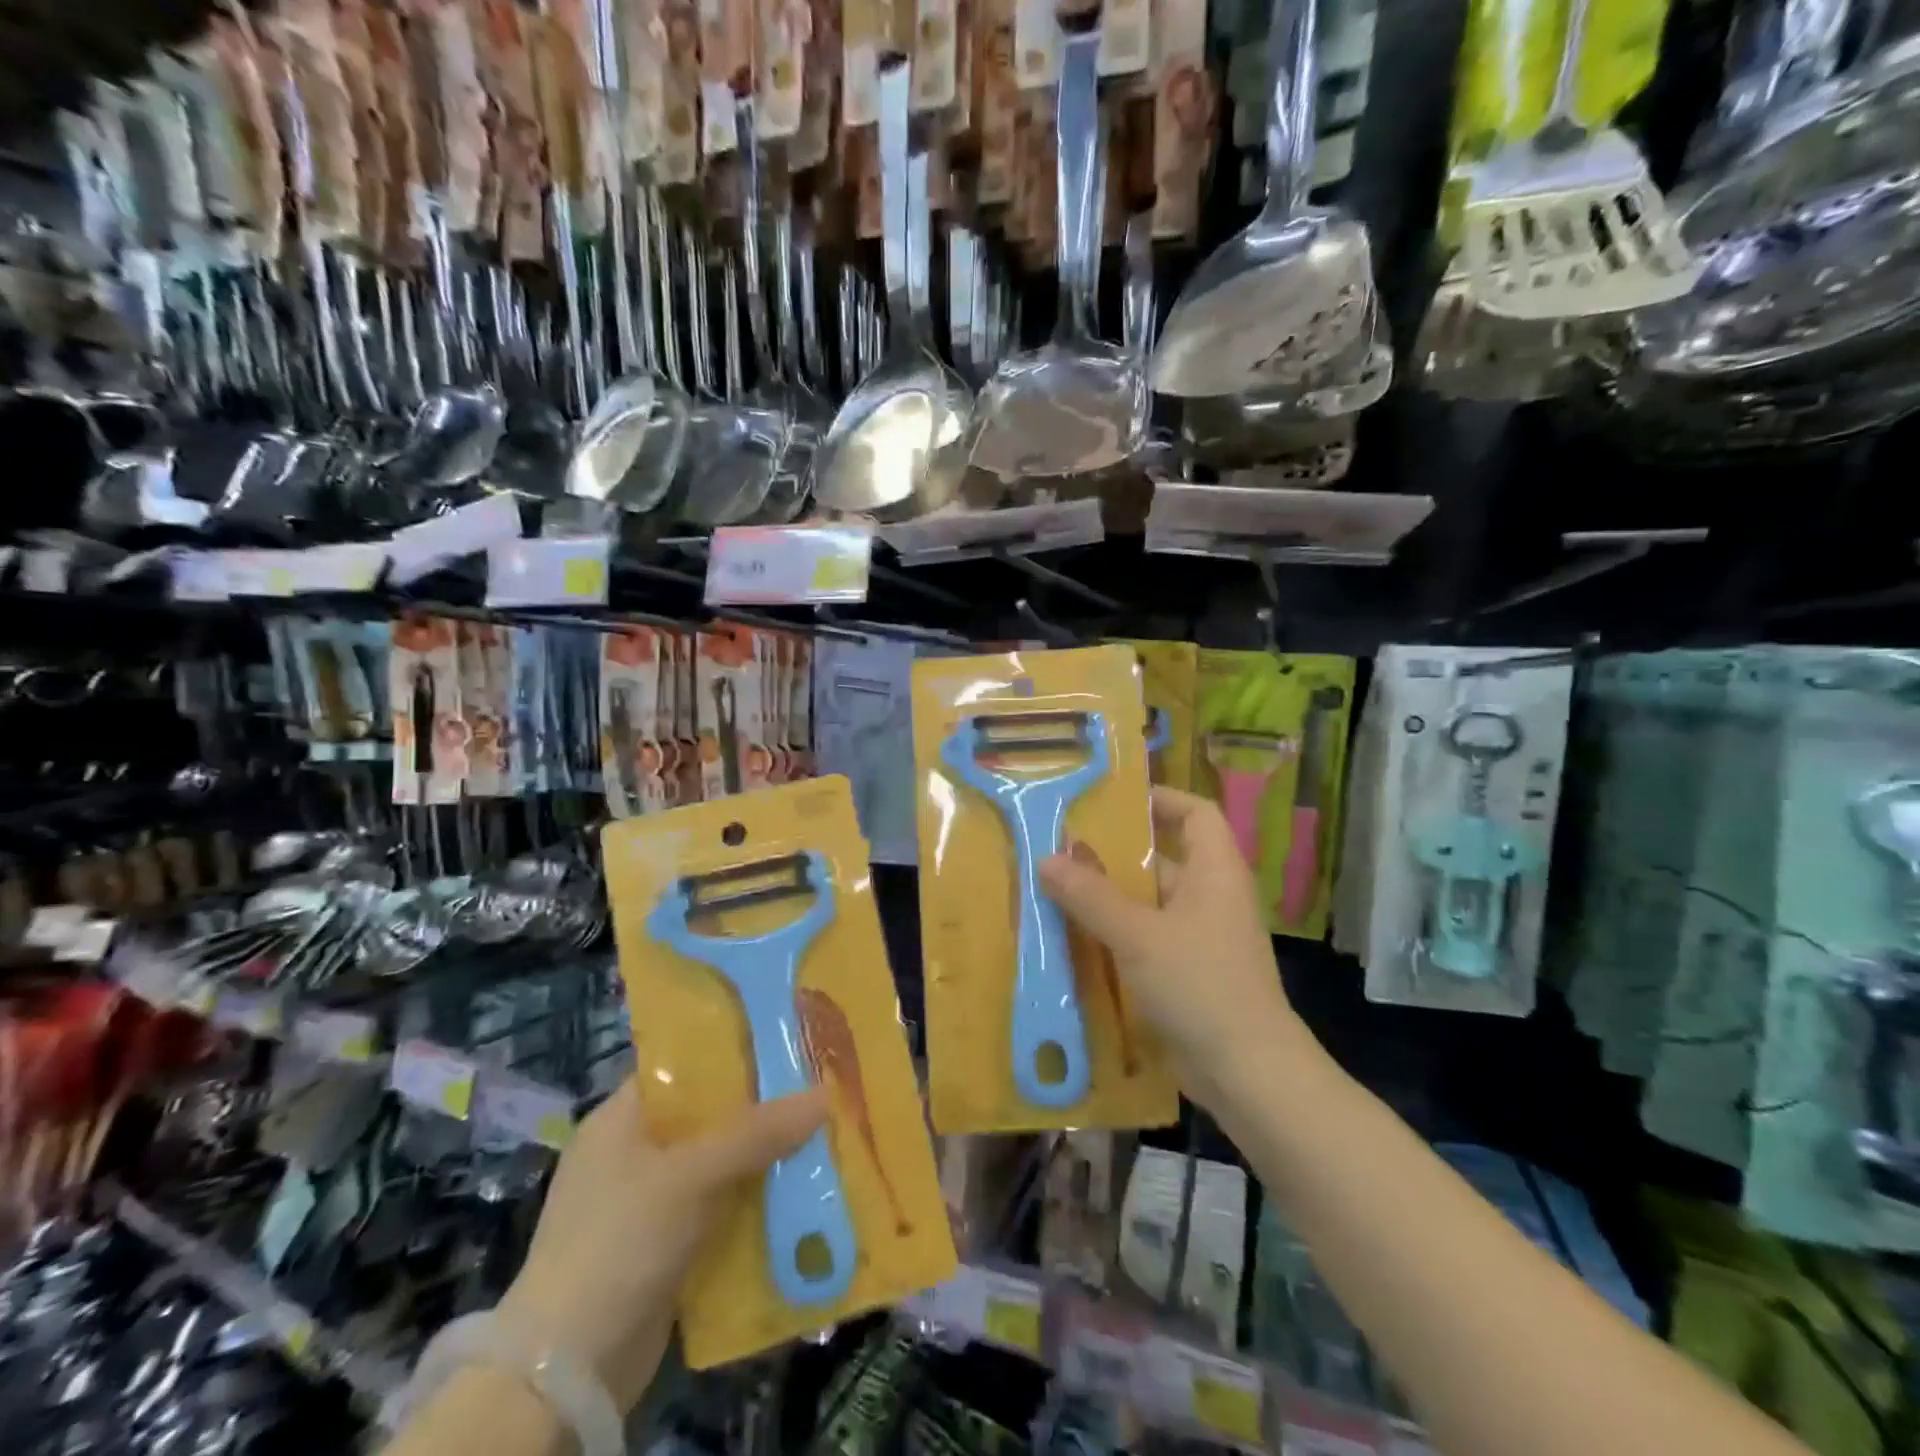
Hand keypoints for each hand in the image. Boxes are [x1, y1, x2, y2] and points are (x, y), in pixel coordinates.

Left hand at [499, 1080, 825, 1409]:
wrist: (568, 1372)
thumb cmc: (620, 1241)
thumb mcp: (692, 1175)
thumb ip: (757, 1132)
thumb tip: (824, 1094)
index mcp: (620, 1119)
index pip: (682, 1067)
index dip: (733, 1052)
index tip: (786, 1045)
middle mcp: (632, 1153)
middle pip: (707, 1116)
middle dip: (760, 1110)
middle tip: (817, 1090)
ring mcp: (647, 1204)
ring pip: (719, 1165)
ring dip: (762, 1159)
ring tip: (821, 1137)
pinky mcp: (664, 1247)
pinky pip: (719, 1208)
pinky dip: (752, 1202)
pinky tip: (798, 1193)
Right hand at [1039, 785, 1309, 1111]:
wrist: (1248, 1073)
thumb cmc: (1200, 986)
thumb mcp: (1138, 936)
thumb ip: (1091, 896)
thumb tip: (1046, 859)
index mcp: (1214, 872)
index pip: (1196, 812)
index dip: (1161, 799)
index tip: (1114, 801)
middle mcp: (1211, 897)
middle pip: (1163, 858)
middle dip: (1114, 854)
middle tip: (1062, 849)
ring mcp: (1201, 938)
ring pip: (1150, 903)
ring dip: (1108, 899)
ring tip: (1056, 892)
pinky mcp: (1188, 973)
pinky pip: (1147, 940)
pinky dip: (1115, 936)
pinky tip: (1075, 942)